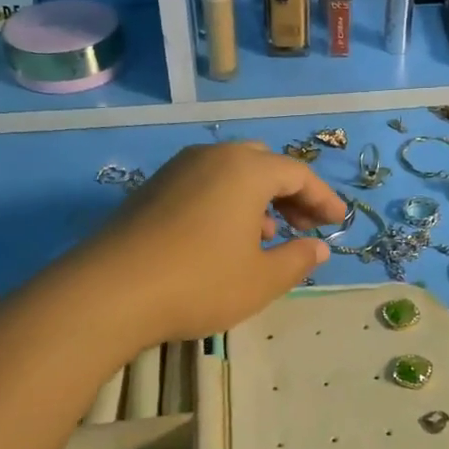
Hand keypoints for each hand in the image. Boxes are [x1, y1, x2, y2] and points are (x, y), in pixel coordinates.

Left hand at [71, 143, 346, 349]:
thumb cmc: (200, 281)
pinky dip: (226, 203)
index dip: (323, 199)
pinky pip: (204, 185)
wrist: (109, 292)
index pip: (298, 174)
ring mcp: (177, 170)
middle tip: (304, 226)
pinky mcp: (151, 189)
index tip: (339, 223)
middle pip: (264, 165)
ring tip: (267, 236)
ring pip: (231, 173)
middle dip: (291, 194)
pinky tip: (224, 239)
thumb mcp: (261, 279)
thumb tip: (318, 247)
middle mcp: (212, 157)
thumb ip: (297, 260)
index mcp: (246, 169)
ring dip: (258, 199)